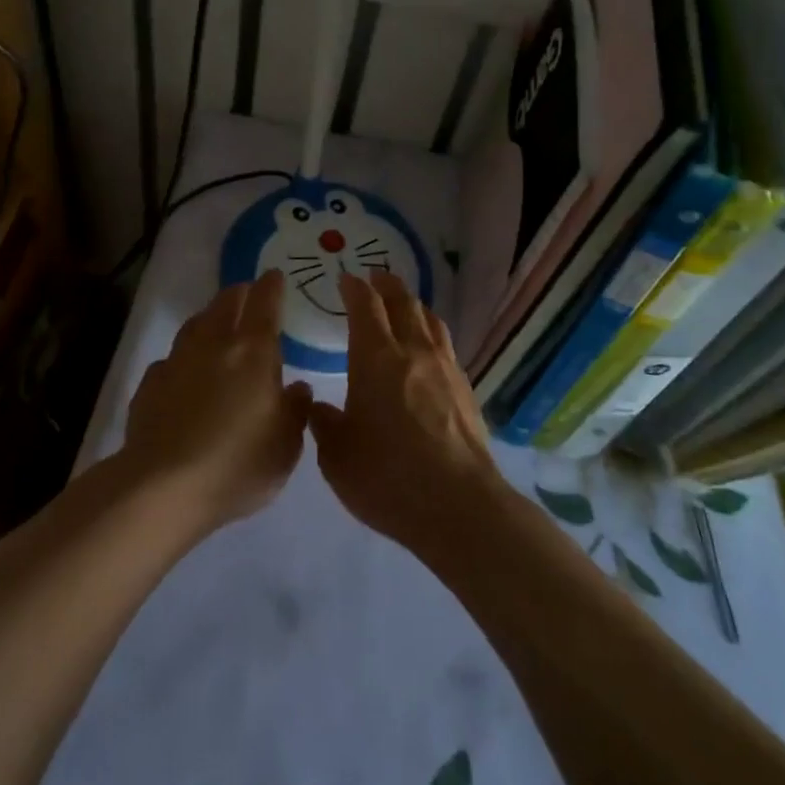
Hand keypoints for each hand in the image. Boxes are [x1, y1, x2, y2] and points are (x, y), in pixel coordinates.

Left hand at [118, 270, 311, 533]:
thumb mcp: (285, 446)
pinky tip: (184, 372)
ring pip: (195, 324)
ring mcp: (177, 360)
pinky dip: (182, 357)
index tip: (274, 275)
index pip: (265, 303)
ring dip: (209, 318)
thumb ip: (295, 411)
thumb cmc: (237, 464)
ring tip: (216, 324)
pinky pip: (171, 359)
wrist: (163, 486)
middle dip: (239, 293)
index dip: (271, 286)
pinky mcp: (150, 383)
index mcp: (254, 352)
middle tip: (247, 293)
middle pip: (226, 303)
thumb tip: (297, 387)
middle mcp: (214, 344)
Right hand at [308, 272, 503, 553]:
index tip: (346, 279)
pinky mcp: (466, 389)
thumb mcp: (336, 456)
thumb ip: (324, 424)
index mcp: (375, 357)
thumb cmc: (387, 477)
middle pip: (403, 301)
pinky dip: (431, 333)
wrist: (459, 506)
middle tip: (375, 278)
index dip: (354, 288)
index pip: (365, 305)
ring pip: (429, 319)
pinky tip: (428, 349)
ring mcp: (445, 368)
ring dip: (413, 304)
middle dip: (386, 285)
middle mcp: (412, 350)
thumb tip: (318, 406)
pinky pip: (445, 345)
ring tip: (404, 305)